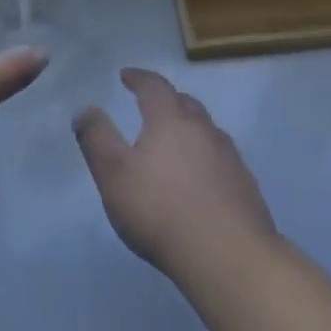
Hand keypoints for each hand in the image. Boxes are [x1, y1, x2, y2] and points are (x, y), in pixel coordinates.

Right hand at [74, 67, 277, 280]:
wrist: (227, 254)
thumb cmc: (160, 209)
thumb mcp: (113, 174)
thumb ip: (97, 138)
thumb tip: (85, 109)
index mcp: (170, 120)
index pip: (154, 86)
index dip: (139, 78)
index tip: (126, 76)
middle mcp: (203, 129)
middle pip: (185, 103)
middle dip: (166, 100)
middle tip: (151, 106)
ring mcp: (229, 156)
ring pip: (206, 130)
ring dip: (189, 128)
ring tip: (175, 141)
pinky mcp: (245, 185)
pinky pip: (221, 158)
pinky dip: (206, 157)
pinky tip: (200, 178)